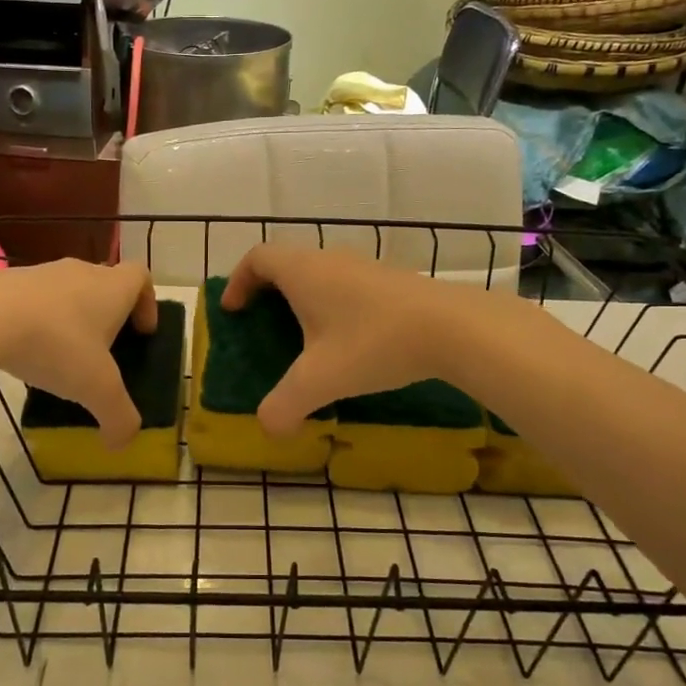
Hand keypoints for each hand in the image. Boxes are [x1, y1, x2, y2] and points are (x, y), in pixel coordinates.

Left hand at [0, 259, 157, 447]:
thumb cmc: (56, 344)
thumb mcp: (96, 388)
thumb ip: (118, 417)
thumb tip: (122, 443)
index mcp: (112, 288)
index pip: (141, 276)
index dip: (147, 303)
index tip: (142, 332)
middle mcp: (81, 272)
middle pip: (105, 284)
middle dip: (109, 316)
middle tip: (104, 352)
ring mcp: (41, 273)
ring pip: (68, 292)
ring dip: (72, 319)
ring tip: (62, 357)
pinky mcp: (7, 282)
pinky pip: (34, 300)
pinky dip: (37, 322)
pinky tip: (26, 352)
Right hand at [221, 245, 465, 435]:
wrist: (452, 327)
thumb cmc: (373, 343)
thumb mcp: (320, 380)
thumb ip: (284, 406)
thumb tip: (268, 428)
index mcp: (303, 271)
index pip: (257, 257)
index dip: (238, 281)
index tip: (234, 310)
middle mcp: (330, 259)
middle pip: (287, 263)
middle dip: (268, 291)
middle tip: (263, 325)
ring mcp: (364, 266)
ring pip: (320, 273)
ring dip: (304, 298)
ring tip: (304, 337)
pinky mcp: (391, 280)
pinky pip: (347, 284)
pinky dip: (334, 305)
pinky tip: (348, 341)